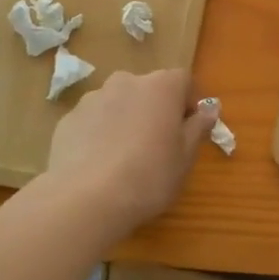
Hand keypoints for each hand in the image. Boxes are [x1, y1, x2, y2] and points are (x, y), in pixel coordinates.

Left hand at [44, 69, 217, 240]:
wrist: (85, 199)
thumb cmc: (149, 175)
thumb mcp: (185, 157)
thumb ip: (198, 127)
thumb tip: (210, 109)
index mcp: (161, 86)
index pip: (183, 80)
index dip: (189, 102)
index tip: (189, 128)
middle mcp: (126, 82)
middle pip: (148, 89)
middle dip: (156, 110)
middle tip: (158, 144)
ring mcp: (93, 98)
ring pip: (119, 103)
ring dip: (127, 119)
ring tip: (125, 157)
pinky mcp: (68, 119)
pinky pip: (94, 120)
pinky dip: (100, 133)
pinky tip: (100, 164)